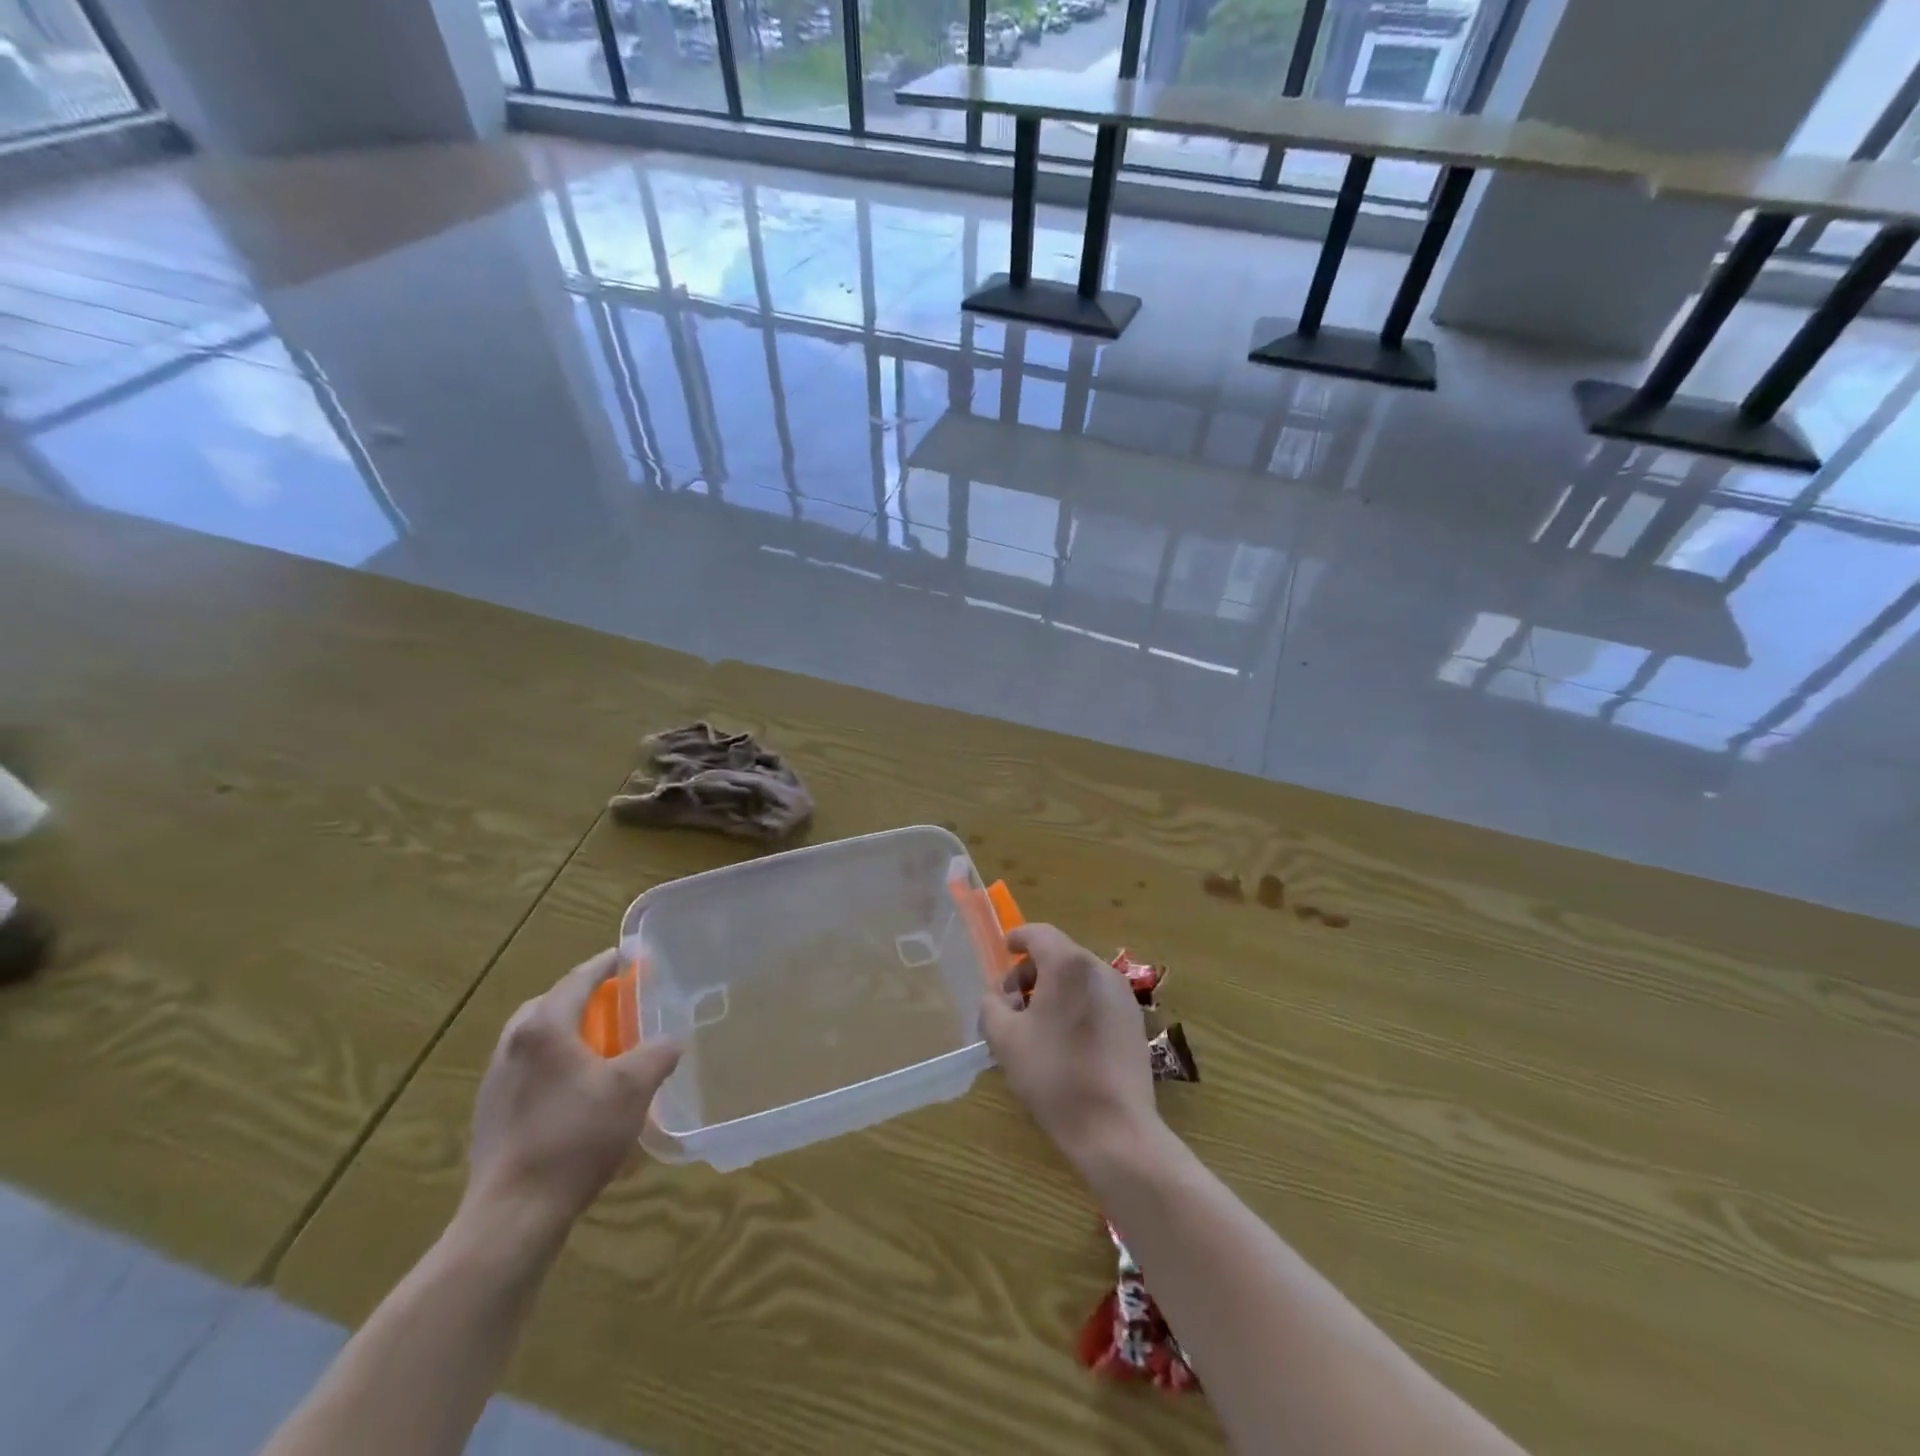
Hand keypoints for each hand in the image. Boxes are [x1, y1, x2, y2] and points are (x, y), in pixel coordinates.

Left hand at [462, 950, 682, 1240]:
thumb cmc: (575, 1136)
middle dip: (586, 998)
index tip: (630, 954)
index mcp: (543, 1027)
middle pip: (552, 1005)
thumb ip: (657, 1054)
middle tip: (618, 1002)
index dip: (607, 964)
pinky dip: (556, 1065)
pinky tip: (578, 1091)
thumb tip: (671, 1041)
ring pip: (537, 1040)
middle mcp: (512, 1045)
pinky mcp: (491, 1114)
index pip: (579, 979)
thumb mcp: (632, 1088)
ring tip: (602, 1046)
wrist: (512, 1215)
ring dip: (570, 1033)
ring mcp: (495, 1081)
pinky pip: (529, 1071)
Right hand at [980, 924, 1159, 1164]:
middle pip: (1060, 955)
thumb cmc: (1054, 1075)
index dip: (1018, 938)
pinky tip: (1064, 1040)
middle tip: (1011, 1003)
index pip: (1039, 934)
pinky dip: (1076, 1004)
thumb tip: (997, 998)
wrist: (1115, 1128)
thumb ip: (992, 1007)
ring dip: (1054, 989)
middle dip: (1031, 972)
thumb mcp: (1005, 1040)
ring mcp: (1123, 996)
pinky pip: (1097, 998)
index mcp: (1068, 965)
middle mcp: (1100, 970)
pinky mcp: (1134, 1022)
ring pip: (1079, 978)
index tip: (1004, 951)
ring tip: (1035, 1025)